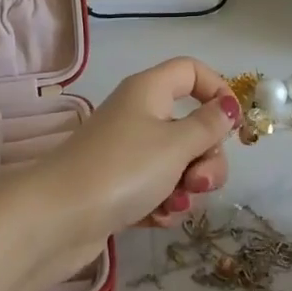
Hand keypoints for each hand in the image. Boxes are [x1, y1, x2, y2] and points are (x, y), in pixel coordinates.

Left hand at [30, 57, 237, 272]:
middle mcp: (139, 114)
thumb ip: (208, 126)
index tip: (234, 126)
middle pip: (191, 124)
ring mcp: (128, 152)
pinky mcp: (120, 186)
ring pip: (178, 161)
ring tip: (174, 205)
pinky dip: (164, 202)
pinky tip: (157, 218)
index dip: (217, 90)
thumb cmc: (122, 170)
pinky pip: (157, 187)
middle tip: (199, 181)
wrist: (57, 220)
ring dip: (187, 186)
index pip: (191, 71)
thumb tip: (229, 107)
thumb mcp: (175, 145)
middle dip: (206, 157)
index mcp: (150, 91)